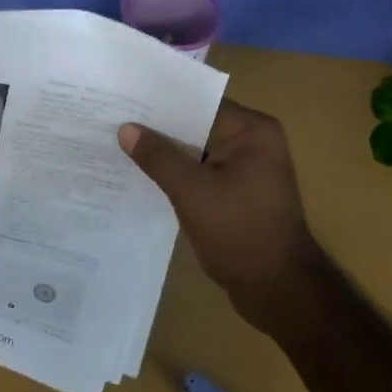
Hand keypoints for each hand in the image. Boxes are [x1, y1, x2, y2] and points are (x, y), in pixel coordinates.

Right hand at [118, 99, 324, 331]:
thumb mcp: (193, 191)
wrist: (279, 291)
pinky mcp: (238, 193)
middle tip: (112, 121)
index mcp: (252, 130)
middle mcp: (253, 142)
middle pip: (196, 126)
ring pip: (196, 152)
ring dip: (165, 154)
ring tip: (118, 145)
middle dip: (158, 129)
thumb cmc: (240, 232)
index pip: (198, 104)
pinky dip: (177, 175)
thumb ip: (158, 157)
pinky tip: (142, 176)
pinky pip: (201, 174)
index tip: (122, 100)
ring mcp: (246, 169)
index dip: (160, 103)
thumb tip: (126, 128)